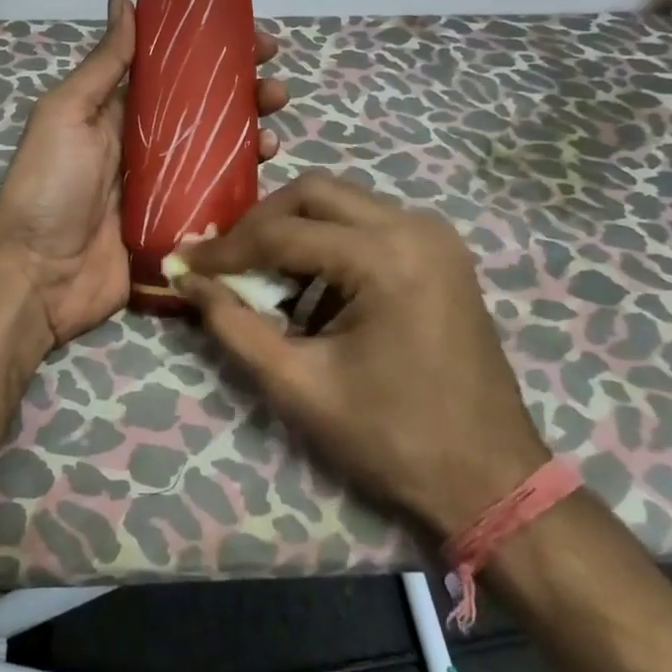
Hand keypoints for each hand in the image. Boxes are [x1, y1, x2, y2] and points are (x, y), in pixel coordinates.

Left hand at [0, 0, 290, 348]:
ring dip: (250, 136)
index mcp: (117, 114)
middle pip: (204, 112)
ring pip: (218, 154)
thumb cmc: (49, 187)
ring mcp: (165, 189)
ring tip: (275, 129)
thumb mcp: (66, 115)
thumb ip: (102, 66)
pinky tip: (266, 174)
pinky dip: (245, 185)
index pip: (174, 72)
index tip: (252, 39)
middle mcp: (144, 146)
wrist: (40, 276)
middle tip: (276, 87)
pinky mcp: (179, 226)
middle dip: (243, 94)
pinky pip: (218, 200)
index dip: (212, 53)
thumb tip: (124, 2)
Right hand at [178, 171, 549, 537]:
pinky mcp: (440, 253)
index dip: (225, 249)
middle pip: (313, 193)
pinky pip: (368, 225)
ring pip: (341, 203)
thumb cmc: (391, 438)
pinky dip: (328, 244)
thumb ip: (234, 326)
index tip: (182, 261)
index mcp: (385, 257)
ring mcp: (434, 236)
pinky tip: (309, 290)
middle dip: (259, 225)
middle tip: (224, 263)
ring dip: (293, 232)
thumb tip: (188, 279)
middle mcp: (414, 227)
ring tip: (261, 279)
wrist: (489, 478)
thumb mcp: (298, 385)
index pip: (282, 233)